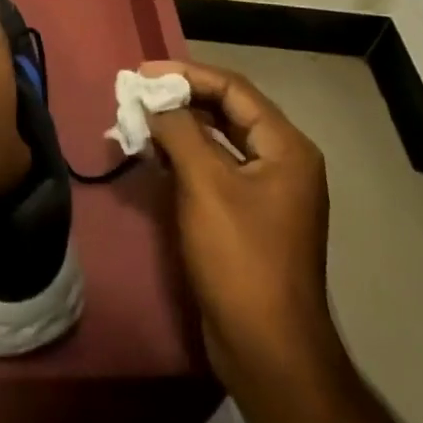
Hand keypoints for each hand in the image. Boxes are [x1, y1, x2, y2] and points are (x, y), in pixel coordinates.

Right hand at [144, 60, 334, 391]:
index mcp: (285, 146)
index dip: (187, 75)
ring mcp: (266, 191)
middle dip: (181, 99)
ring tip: (137, 119)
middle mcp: (282, 161)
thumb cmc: (240, 257)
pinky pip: (214, 170)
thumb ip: (178, 131)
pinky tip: (153, 155)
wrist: (267, 349)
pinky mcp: (248, 216)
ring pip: (218, 141)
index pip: (233, 89)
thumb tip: (153, 100)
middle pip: (227, 112)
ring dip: (179, 128)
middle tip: (136, 92)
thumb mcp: (205, 184)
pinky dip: (184, 157)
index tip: (142, 72)